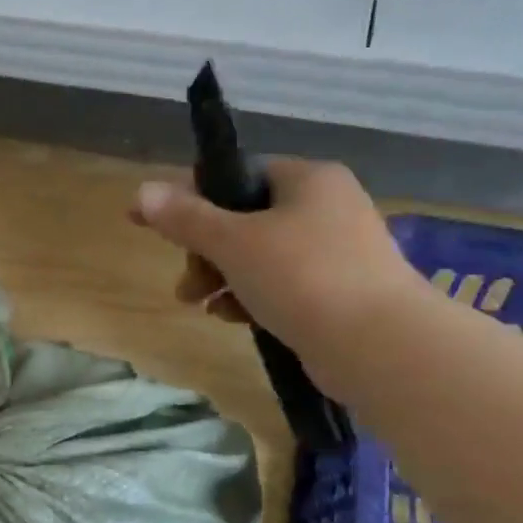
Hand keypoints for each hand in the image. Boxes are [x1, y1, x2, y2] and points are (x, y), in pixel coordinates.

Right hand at [130, 159, 427, 389]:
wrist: (380, 347)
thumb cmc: (303, 277)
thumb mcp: (233, 243)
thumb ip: (185, 218)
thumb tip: (141, 192)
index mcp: (307, 179)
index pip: (236, 175)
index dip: (190, 198)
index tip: (153, 225)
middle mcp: (326, 207)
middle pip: (244, 218)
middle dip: (205, 251)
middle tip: (187, 282)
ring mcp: (336, 251)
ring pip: (260, 255)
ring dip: (222, 277)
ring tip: (201, 306)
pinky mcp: (339, 291)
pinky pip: (282, 284)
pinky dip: (252, 296)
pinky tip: (233, 319)